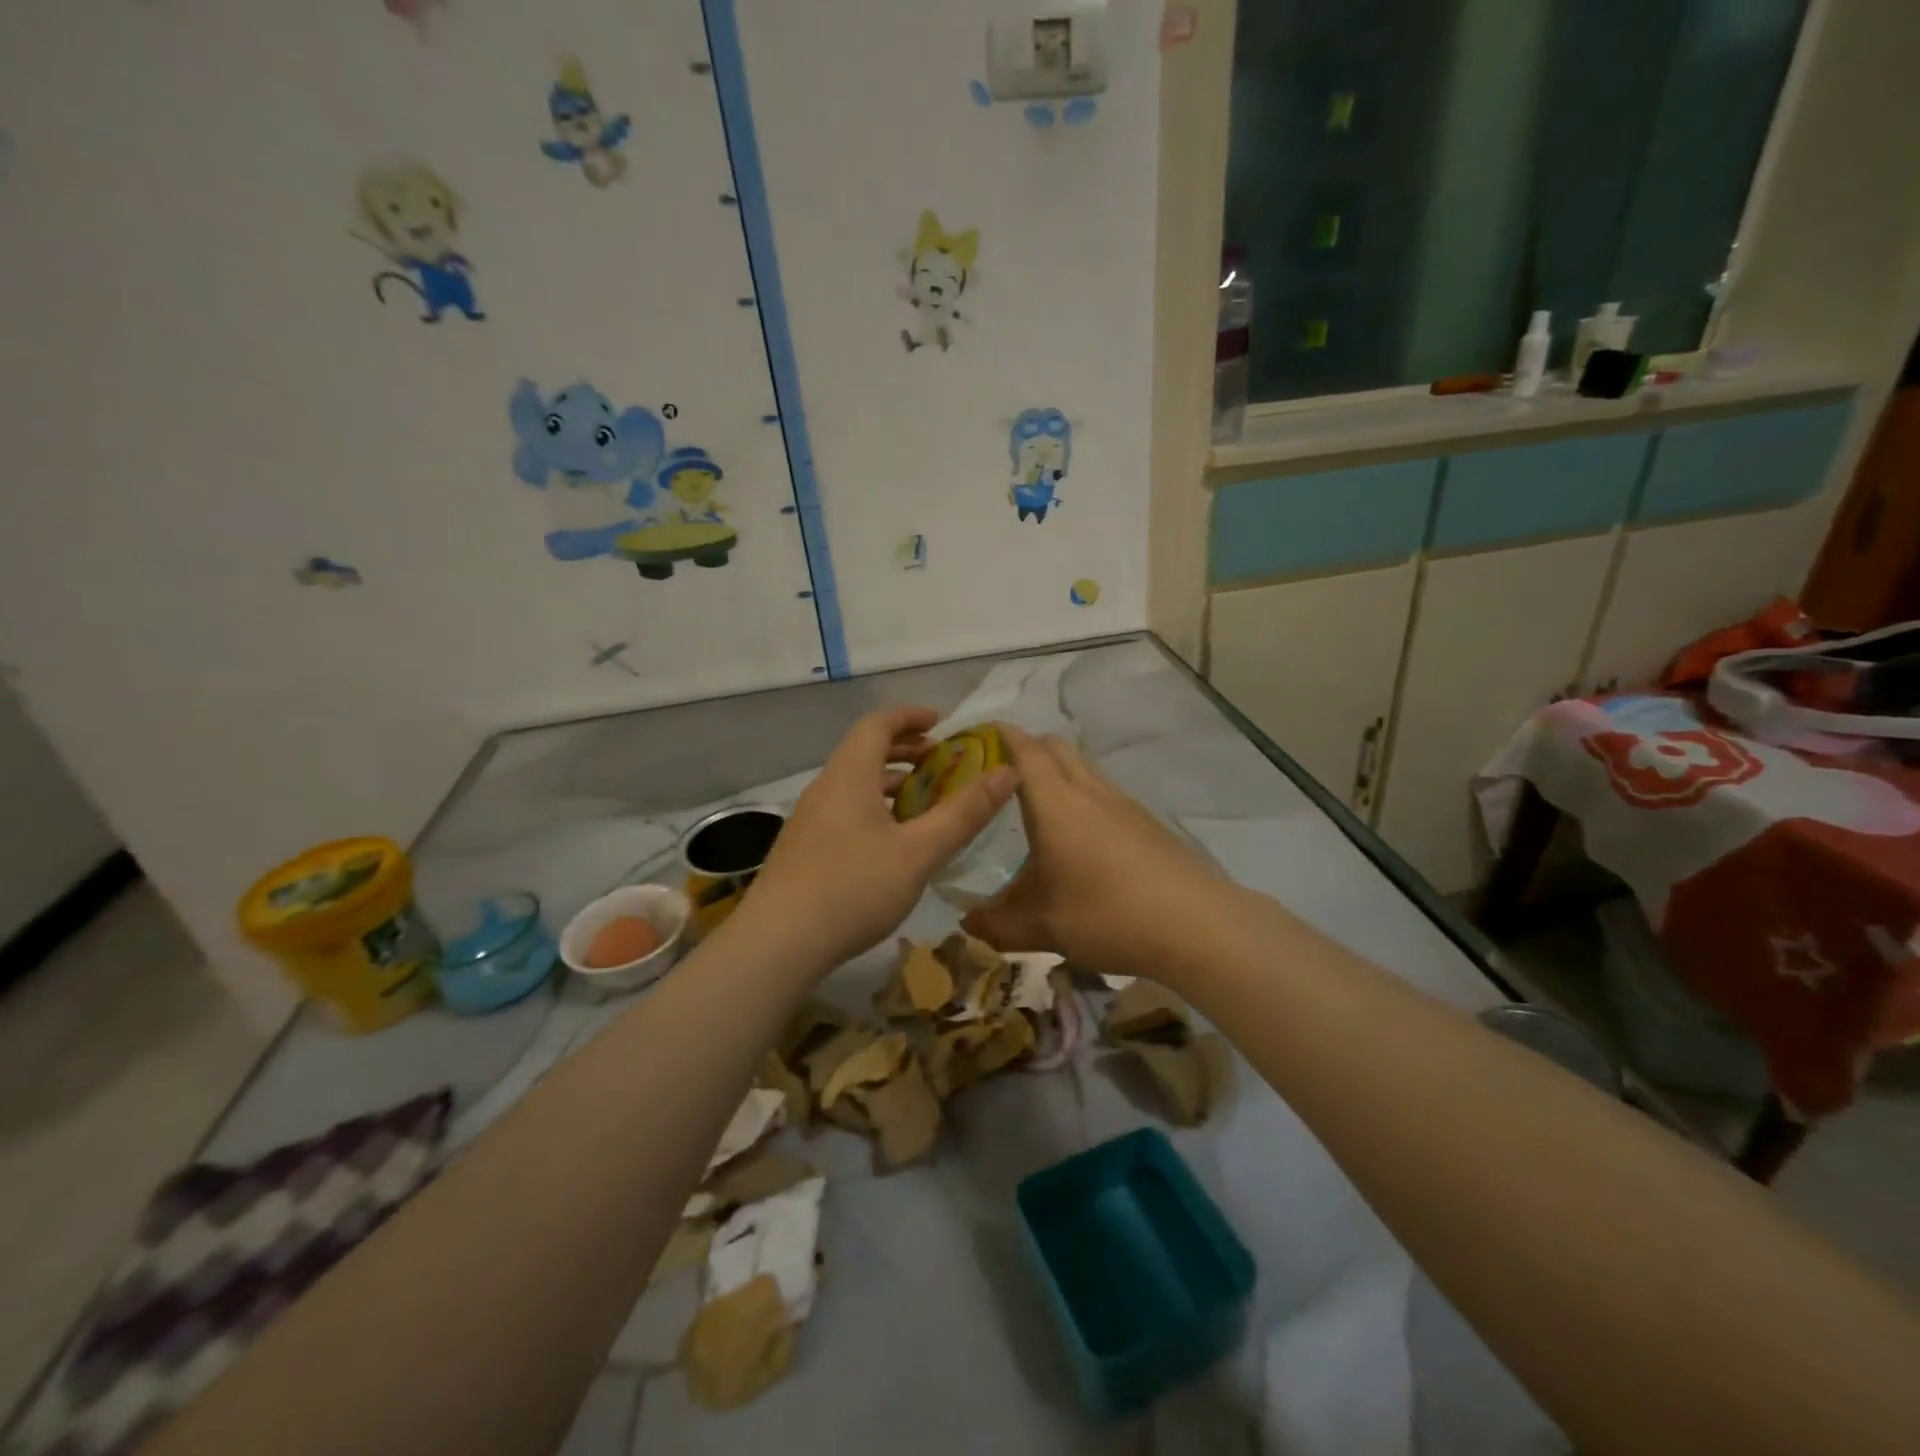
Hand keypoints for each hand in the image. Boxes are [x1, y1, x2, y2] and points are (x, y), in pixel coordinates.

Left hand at [744, 706, 1017, 970]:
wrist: (778, 943)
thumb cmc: (853, 888)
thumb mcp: (919, 851)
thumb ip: (963, 813)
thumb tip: (1007, 773)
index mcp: (849, 775)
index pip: (877, 724)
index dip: (910, 716)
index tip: (940, 722)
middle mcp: (826, 788)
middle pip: (865, 752)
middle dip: (906, 750)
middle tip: (941, 763)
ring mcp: (810, 820)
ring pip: (855, 785)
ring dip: (892, 783)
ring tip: (926, 803)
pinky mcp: (805, 849)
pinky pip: (846, 810)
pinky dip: (876, 809)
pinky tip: (894, 843)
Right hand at [962, 725, 1225, 981]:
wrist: (1196, 924)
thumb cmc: (1107, 915)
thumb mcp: (1043, 927)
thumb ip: (998, 924)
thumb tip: (968, 923)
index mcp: (1055, 803)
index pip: (1024, 750)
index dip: (1000, 736)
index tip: (978, 738)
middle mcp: (1089, 790)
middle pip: (1055, 747)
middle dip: (1026, 749)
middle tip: (1000, 776)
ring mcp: (1123, 803)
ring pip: (1083, 768)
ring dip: (1057, 773)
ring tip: (1037, 809)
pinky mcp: (1146, 821)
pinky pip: (1104, 792)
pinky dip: (1082, 797)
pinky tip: (1080, 839)